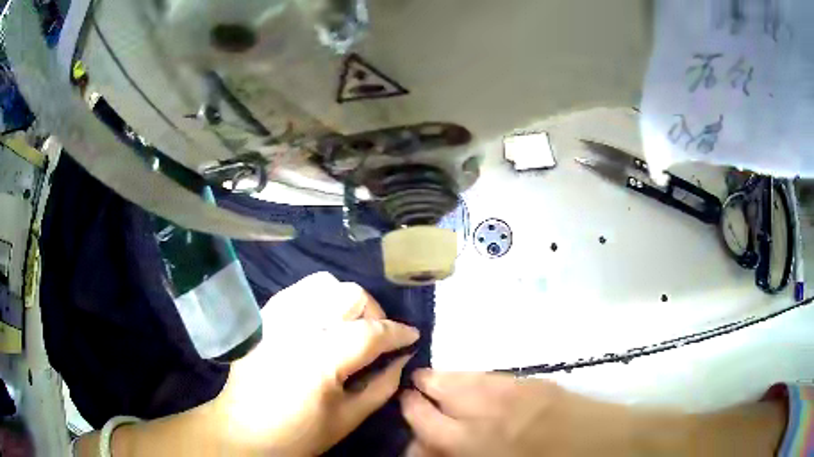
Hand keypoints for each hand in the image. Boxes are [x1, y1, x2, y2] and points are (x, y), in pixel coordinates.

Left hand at [210, 272, 419, 455]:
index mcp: (320, 360)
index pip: (371, 332)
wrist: (243, 432)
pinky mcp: (263, 317)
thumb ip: (381, 386)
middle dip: (374, 312)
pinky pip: (298, 290)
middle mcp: (297, 329)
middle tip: (378, 337)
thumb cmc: (298, 434)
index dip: (398, 332)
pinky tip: (323, 321)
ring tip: (350, 326)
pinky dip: (319, 298)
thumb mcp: (348, 419)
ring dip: (346, 301)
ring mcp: (276, 318)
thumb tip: (401, 358)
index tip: (412, 336)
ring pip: (323, 284)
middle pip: (349, 295)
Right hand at [400, 371, 636, 456]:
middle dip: (416, 396)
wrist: (598, 447)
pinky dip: (469, 376)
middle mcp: (478, 419)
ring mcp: (503, 396)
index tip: (404, 413)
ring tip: (429, 379)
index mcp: (468, 446)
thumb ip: (458, 453)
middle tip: (410, 394)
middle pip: (432, 400)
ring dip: (439, 380)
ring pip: (457, 381)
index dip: (409, 419)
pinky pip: (486, 376)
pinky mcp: (527, 382)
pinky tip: (466, 378)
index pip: (421, 427)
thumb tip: (431, 444)